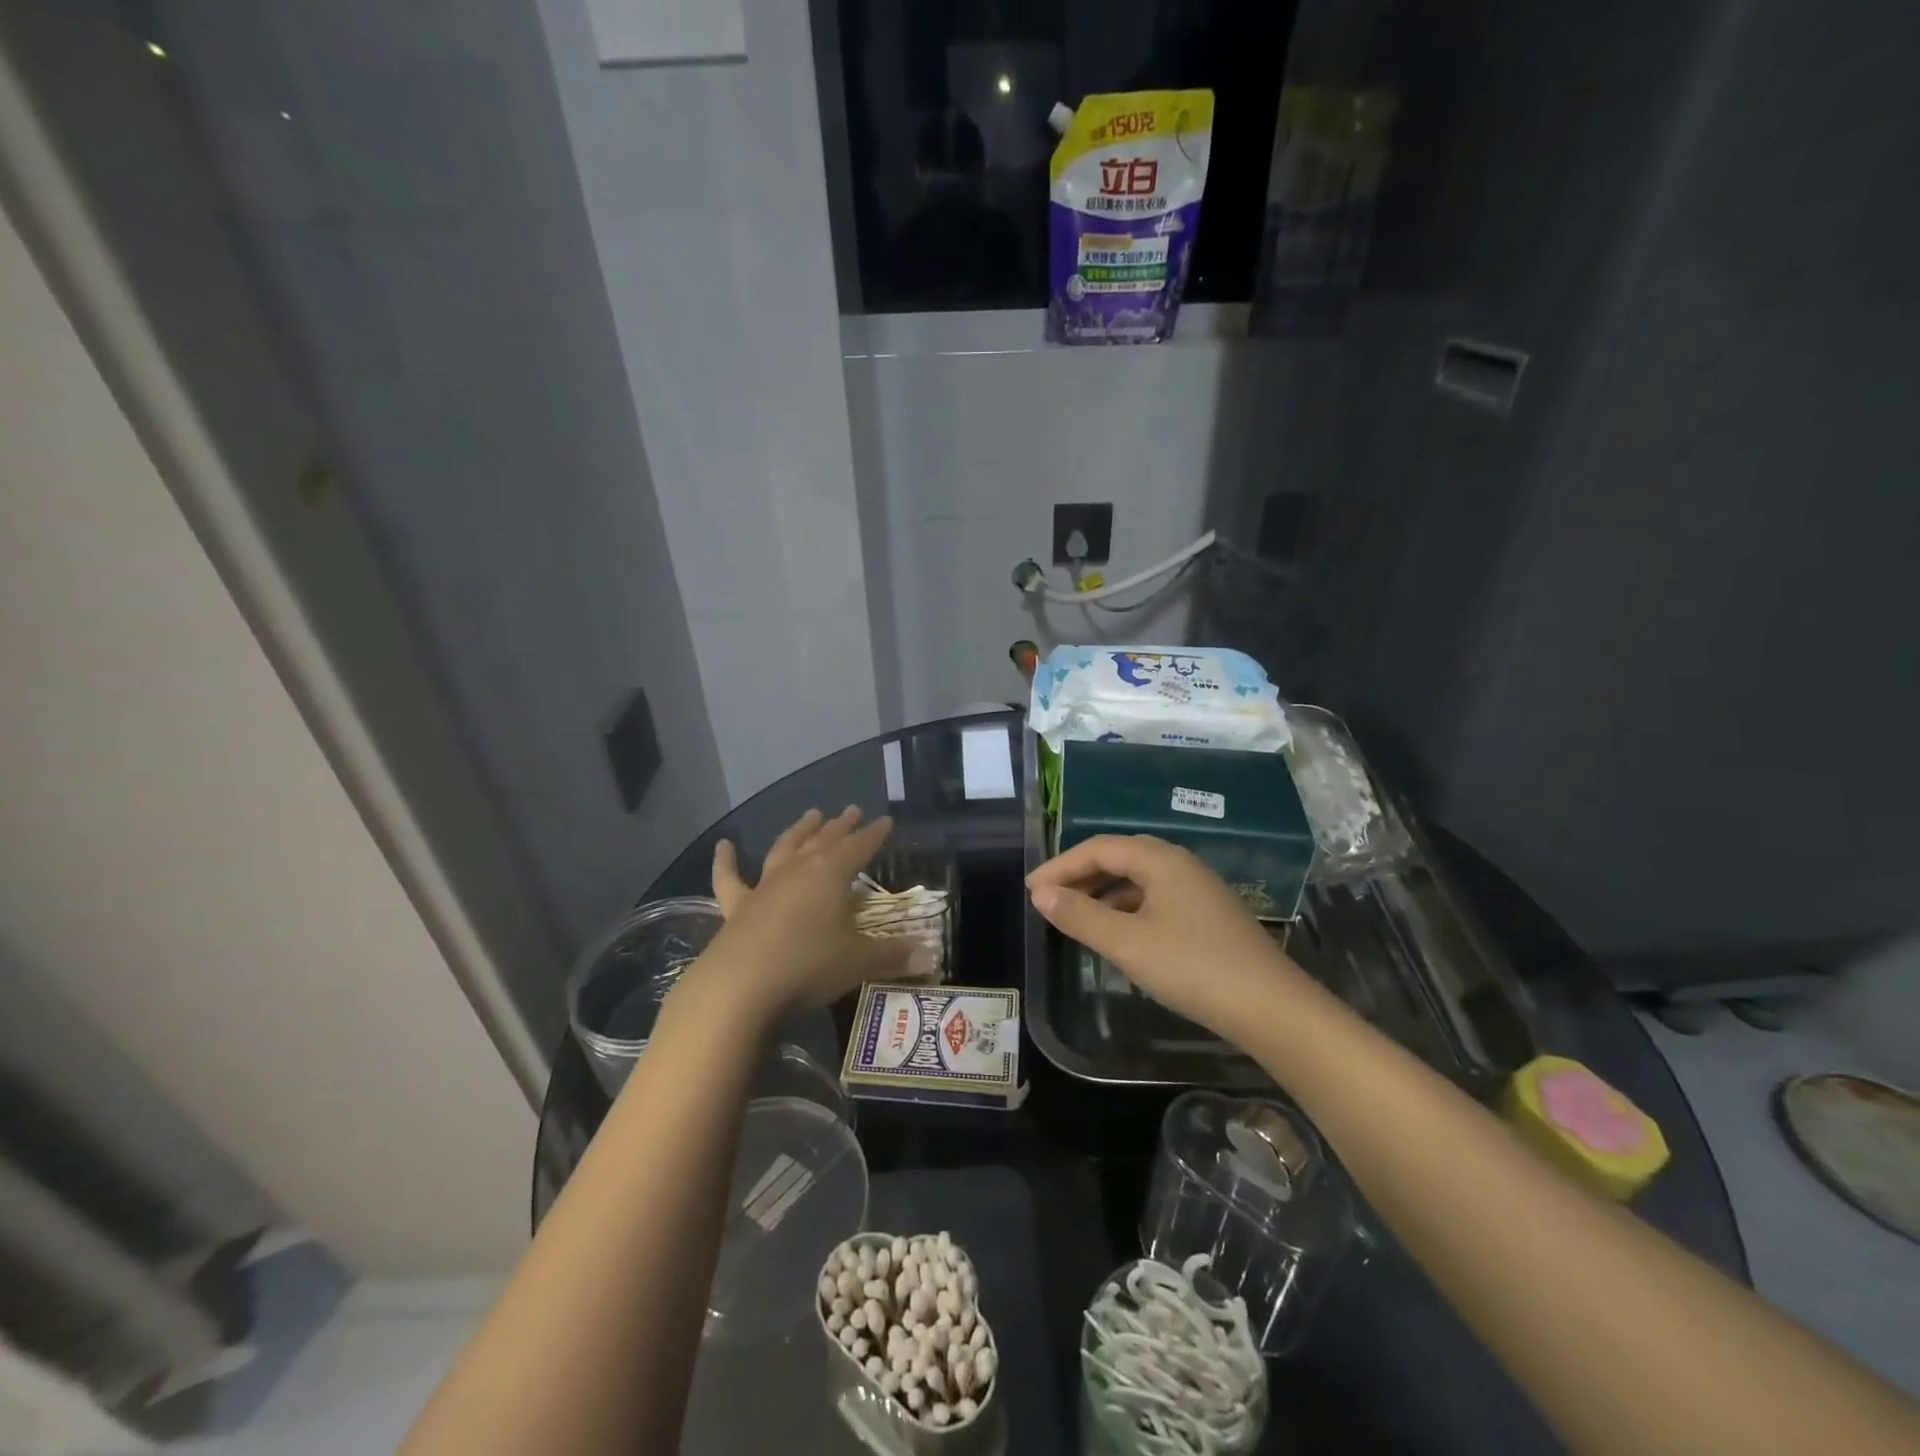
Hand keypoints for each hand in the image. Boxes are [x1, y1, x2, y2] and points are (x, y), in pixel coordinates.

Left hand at [697, 807, 912, 1021]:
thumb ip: (892, 956)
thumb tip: (929, 956)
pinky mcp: (737, 908)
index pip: (859, 847)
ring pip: (785, 848)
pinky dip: (726, 861)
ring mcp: (765, 887)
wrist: (740, 987)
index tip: (885, 821)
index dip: (874, 834)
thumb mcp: (858, 962)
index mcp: (831, 874)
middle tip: (851, 810)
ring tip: (811, 815)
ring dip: (799, 831)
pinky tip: (724, 845)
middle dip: (841, 826)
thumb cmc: (808, 966)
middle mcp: (798, 871)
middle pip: (824, 840)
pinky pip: (730, 878)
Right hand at [1026, 834, 1310, 1038]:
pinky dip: (1127, 907)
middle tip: (1048, 898)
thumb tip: (1041, 894)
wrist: (1271, 1008)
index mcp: (1160, 860)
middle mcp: (1180, 864)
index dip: (1061, 865)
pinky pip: (1155, 897)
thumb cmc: (1192, 968)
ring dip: (1103, 891)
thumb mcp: (1127, 943)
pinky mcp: (1208, 914)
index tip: (1031, 889)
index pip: (1099, 848)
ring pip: (1139, 879)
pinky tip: (1118, 932)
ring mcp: (1198, 889)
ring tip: (1075, 914)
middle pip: (1119, 857)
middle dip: (1080, 874)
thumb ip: (1081, 915)